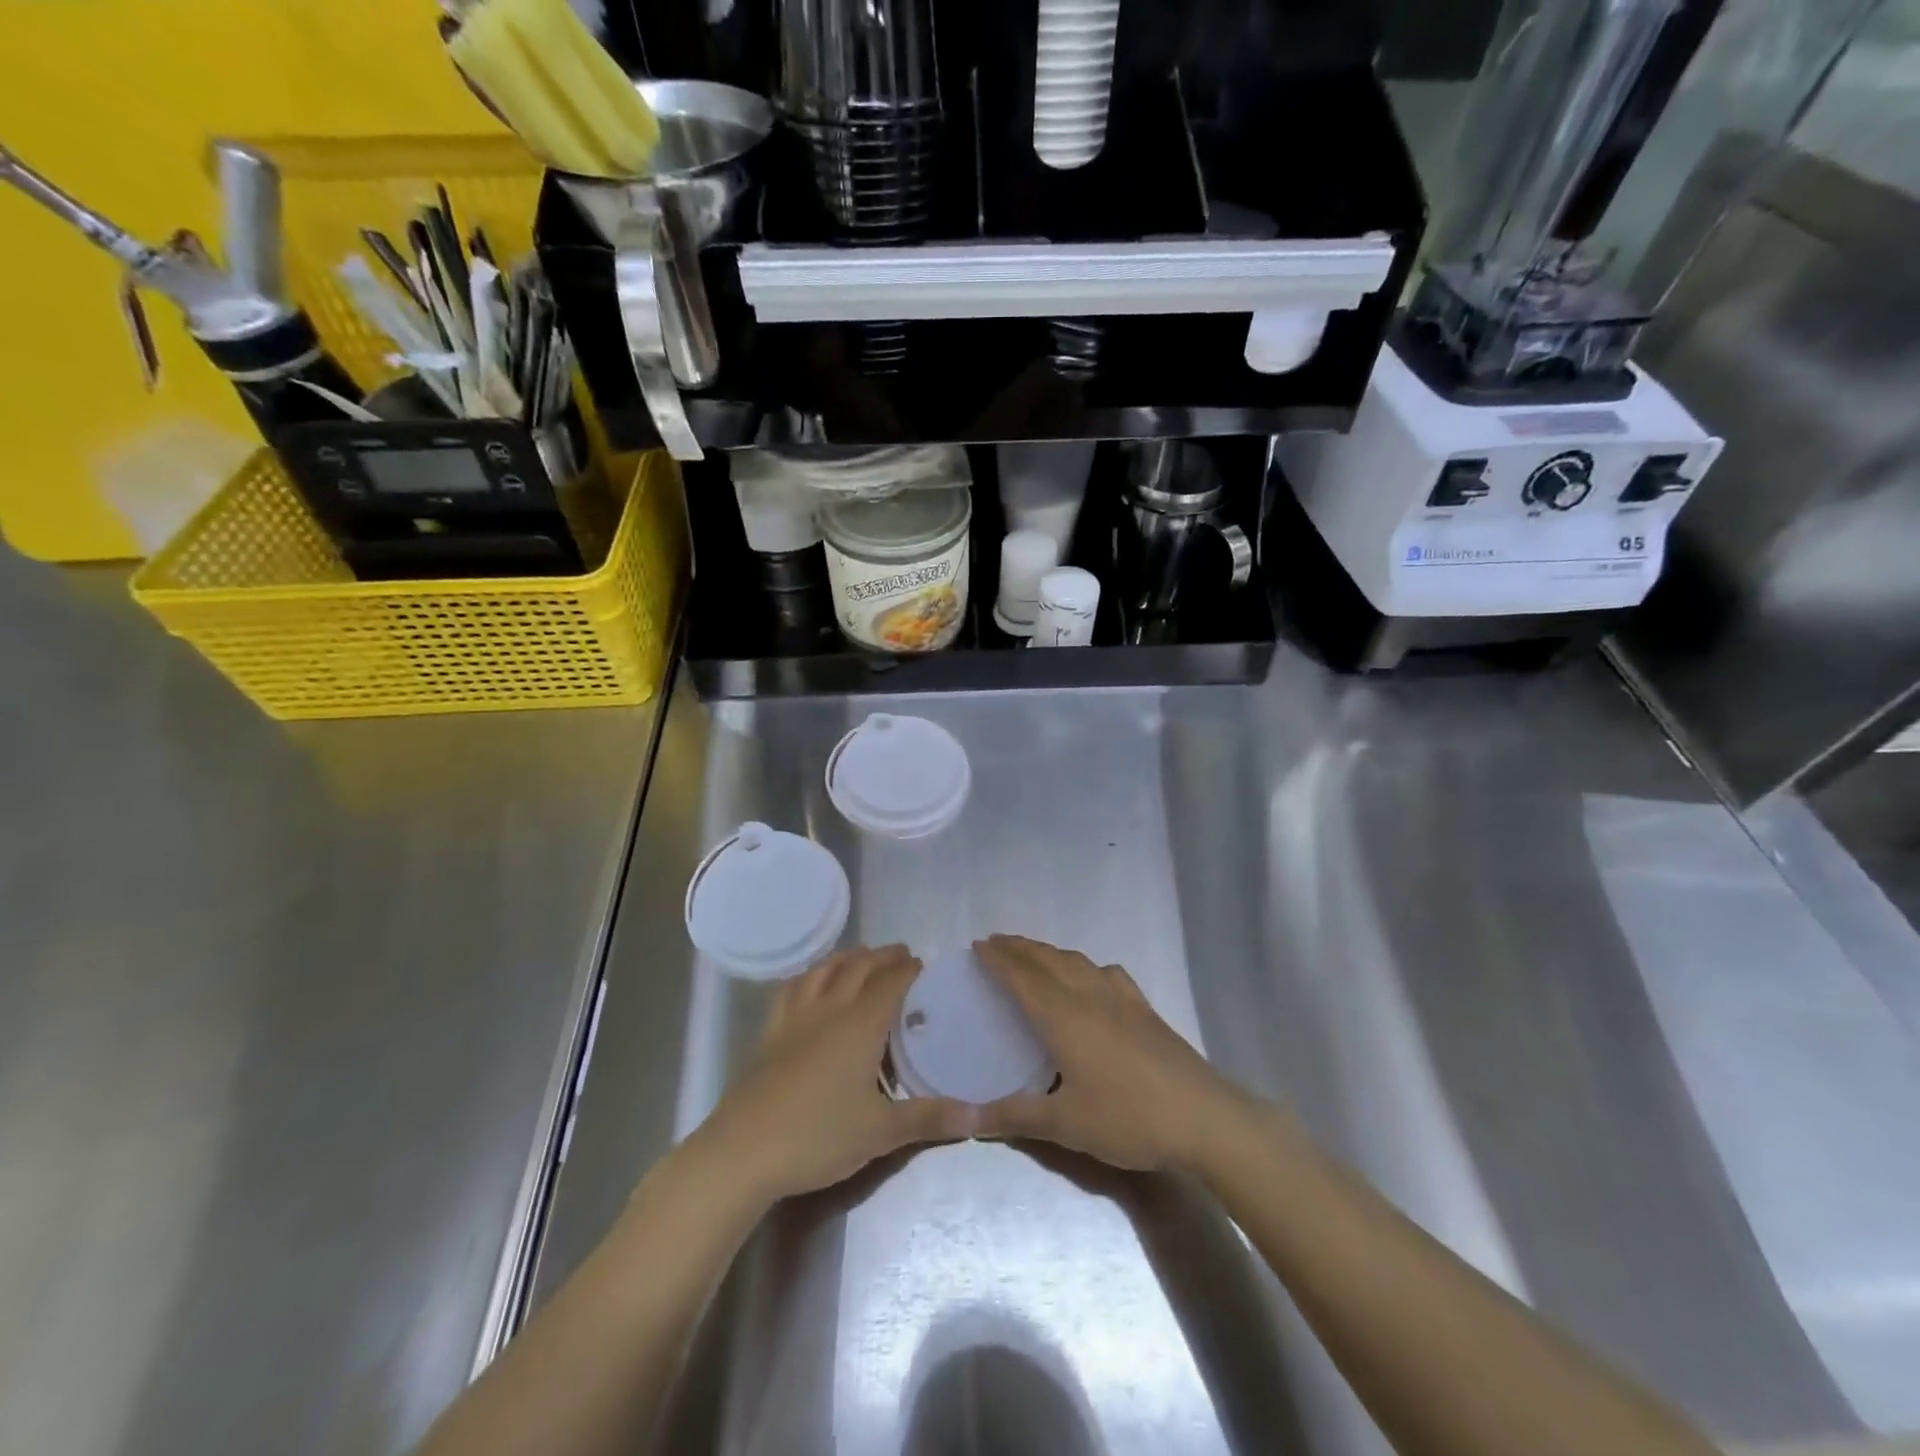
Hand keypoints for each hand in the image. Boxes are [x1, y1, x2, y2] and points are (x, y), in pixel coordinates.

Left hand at [690, 945, 976, 1205]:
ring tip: (861, 957)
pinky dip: (810, 975)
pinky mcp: (770, 1032)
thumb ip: (929, 1119)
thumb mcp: (881, 1132)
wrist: (743, 1151)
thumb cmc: (818, 1137)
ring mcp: (795, 1018)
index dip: (908, 969)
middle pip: (859, 968)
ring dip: (847, 957)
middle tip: (901, 954)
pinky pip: (793, 988)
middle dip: (883, 956)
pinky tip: (811, 982)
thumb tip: (978, 1116)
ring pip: (824, 970)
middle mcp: (830, 1010)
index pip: (890, 983)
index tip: (923, 963)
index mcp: (860, 1025)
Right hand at [974, 934, 1246, 1171]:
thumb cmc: (1128, 1118)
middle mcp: (1089, 996)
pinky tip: (1092, 977)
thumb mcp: (1065, 1124)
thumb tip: (965, 1117)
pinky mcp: (1145, 1010)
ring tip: (1033, 955)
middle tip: (996, 942)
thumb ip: (1013, 1116)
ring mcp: (1121, 999)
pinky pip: (1107, 973)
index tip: (978, 945)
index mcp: (1064, 1017)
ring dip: (1049, 953)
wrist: (1203, 1118)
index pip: (1023, 977)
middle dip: (1019, 948)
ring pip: (1077, 962)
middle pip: (1048, 961)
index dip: (999, 959)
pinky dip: (1086, 966)